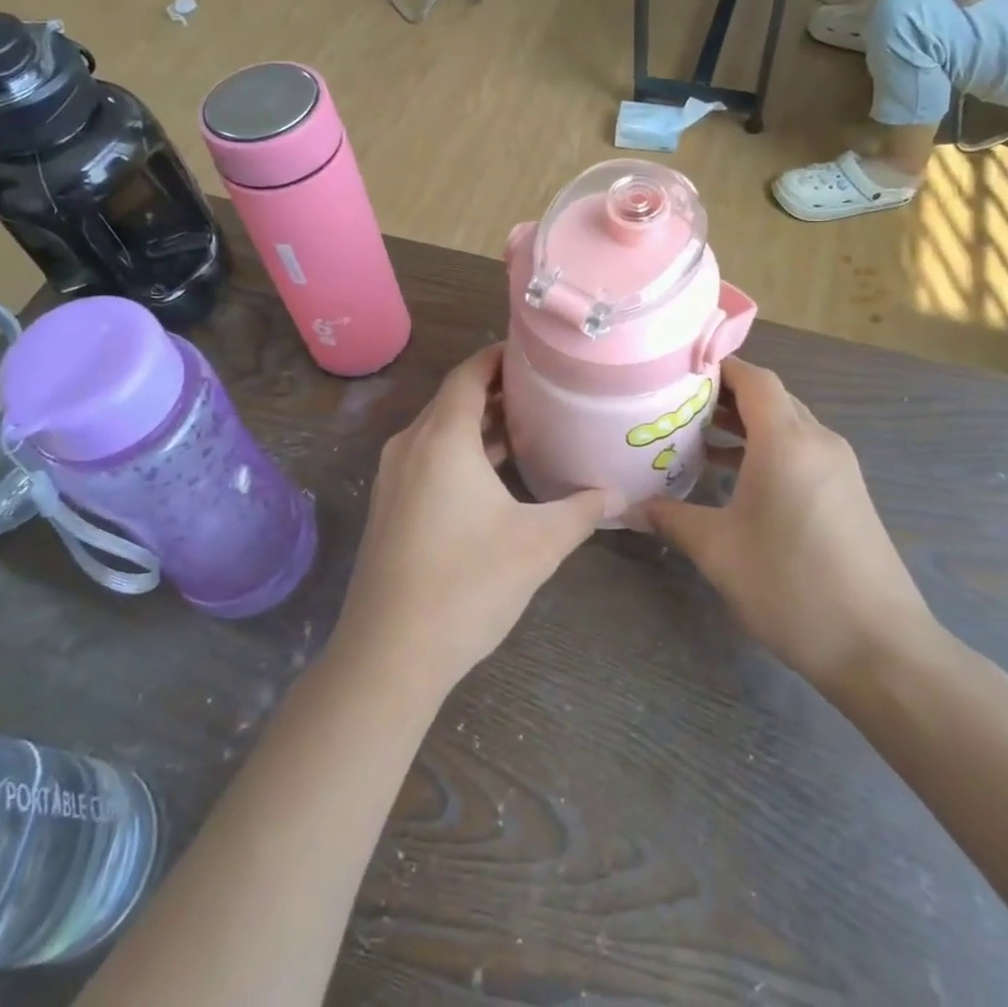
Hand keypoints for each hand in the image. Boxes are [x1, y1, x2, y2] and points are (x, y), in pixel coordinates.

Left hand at [331, 346, 614, 701]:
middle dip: (496, 390)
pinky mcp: (389, 506)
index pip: (469, 373)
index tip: (535, 352)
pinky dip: (460, 452)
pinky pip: (428, 458)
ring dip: (479, 425)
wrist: (389, 654)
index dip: (499, 356)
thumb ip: (582, 511)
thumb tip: (618, 495)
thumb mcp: (537, 545)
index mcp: (442, 439)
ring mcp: (394, 477)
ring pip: (440, 431)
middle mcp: (411, 445)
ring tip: (528, 426)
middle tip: (544, 389)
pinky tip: (494, 476)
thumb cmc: (467, 586)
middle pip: (454, 399)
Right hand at [641, 358, 935, 694]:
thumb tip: (627, 509)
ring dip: (745, 424)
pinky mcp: (847, 493)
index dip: (718, 367)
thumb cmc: (792, 587)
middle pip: (770, 397)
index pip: (754, 378)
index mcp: (787, 442)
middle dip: (725, 395)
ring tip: (696, 436)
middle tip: (676, 404)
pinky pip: (801, 450)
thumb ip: (671, 519)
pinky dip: (767, 449)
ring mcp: (839, 467)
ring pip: (787, 424)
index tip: (676, 371)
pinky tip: (734, 476)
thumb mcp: (718, 551)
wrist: (881, 649)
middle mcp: (818, 442)